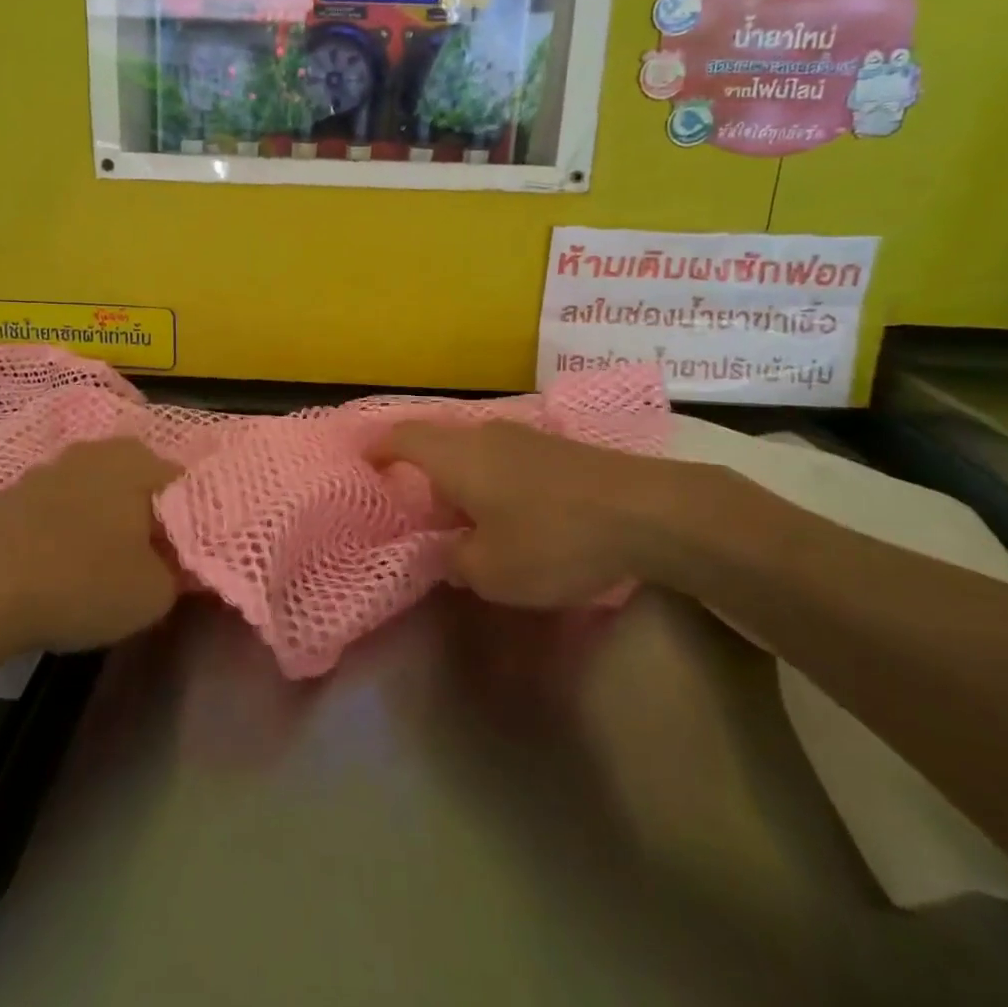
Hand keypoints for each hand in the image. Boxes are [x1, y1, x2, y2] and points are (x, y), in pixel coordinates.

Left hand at [0, 437, 184, 654]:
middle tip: (146, 561)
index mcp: (138, 461)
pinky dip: (62, 530)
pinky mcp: (11, 493)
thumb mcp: (154, 594)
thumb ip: (180, 573)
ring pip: (94, 492)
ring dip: (101, 520)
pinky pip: (55, 508)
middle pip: (137, 482)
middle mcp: (97, 451)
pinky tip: (55, 567)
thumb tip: (180, 563)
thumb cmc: (82, 582)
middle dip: (145, 516)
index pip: (183, 484)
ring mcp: (49, 467)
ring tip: (98, 567)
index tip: (181, 558)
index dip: (188, 522)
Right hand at [375, 421, 735, 607]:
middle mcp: (482, 434)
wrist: (646, 510)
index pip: (400, 438)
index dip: (376, 450)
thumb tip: (448, 550)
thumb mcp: (491, 572)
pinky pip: (503, 457)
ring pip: (472, 450)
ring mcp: (522, 436)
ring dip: (458, 477)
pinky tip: (507, 512)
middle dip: (418, 469)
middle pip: (436, 442)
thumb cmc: (553, 539)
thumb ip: (455, 561)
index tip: (362, 466)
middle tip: (410, 504)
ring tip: (459, 515)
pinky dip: (490, 479)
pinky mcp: (555, 447)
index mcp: (454, 456)